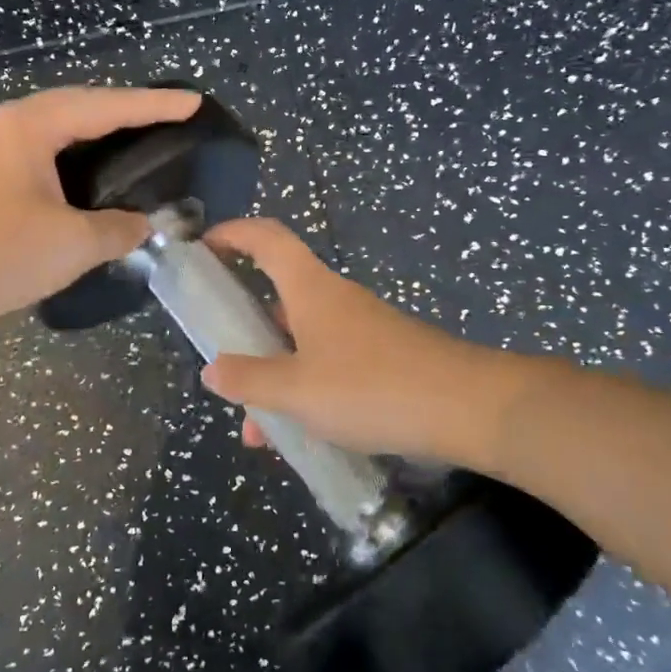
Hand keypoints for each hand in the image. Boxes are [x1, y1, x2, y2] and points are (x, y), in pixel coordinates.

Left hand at [0, 85, 201, 335]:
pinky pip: (30, 151)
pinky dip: (64, 156)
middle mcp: (1, 124)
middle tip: (163, 118)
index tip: (193, 103)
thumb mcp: (71, 245)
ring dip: (90, 133)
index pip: (104, 106)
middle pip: (73, 106)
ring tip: (128, 141)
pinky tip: (78, 176)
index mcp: (27, 126)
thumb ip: (118, 229)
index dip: (153, 105)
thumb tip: (144, 224)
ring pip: (48, 129)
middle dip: (121, 111)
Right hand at [201, 218, 522, 469]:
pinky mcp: (382, 357)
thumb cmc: (371, 387)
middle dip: (246, 333)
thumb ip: (250, 380)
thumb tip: (212, 370)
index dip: (232, 233)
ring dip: (275, 378)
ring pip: (302, 343)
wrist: (468, 408)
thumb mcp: (297, 390)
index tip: (203, 248)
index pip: (266, 238)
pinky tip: (303, 437)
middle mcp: (333, 299)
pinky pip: (328, 365)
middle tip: (223, 365)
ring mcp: (361, 329)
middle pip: (278, 298)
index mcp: (310, 289)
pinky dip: (306, 392)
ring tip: (260, 433)